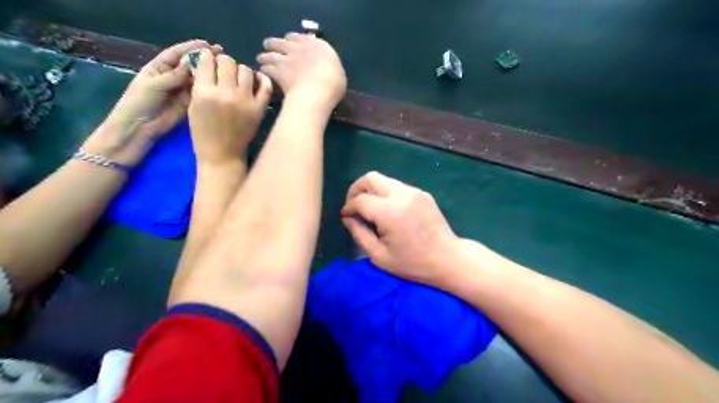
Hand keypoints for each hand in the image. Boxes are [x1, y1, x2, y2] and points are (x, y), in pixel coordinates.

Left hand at [83, 39, 221, 164]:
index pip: (176, 54)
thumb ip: (174, 75)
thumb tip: (192, 62)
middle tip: (220, 54)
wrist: (140, 126)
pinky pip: (200, 93)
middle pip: (189, 65)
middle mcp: (172, 77)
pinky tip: (219, 83)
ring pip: (197, 78)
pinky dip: (209, 87)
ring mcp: (181, 90)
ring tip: (223, 68)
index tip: (206, 45)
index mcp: (159, 68)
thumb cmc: (140, 102)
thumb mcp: (154, 84)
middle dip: (203, 59)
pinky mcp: (189, 103)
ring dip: (208, 73)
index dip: (190, 48)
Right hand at [188, 51, 272, 164]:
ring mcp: (246, 101)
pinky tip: (256, 79)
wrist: (223, 154)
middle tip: (224, 70)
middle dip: (224, 63)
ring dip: (241, 70)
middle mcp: (226, 94)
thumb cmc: (203, 132)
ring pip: (246, 70)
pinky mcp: (259, 109)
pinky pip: (265, 86)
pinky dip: (262, 79)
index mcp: (205, 93)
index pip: (208, 61)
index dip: (208, 58)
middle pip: (228, 62)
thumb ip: (199, 84)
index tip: (210, 62)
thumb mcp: (193, 106)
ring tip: (238, 78)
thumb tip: (207, 63)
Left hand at [258, 32, 345, 111]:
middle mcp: (300, 48)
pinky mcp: (277, 71)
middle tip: (270, 48)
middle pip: (282, 42)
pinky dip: (264, 69)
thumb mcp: (338, 74)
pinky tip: (262, 72)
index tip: (290, 44)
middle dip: (276, 44)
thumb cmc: (333, 85)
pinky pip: (266, 67)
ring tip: (261, 59)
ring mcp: (287, 59)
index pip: (301, 38)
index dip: (294, 40)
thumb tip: (326, 69)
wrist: (317, 92)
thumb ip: (329, 68)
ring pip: (271, 53)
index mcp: (318, 46)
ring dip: (265, 55)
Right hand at [341, 171, 459, 284]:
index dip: (348, 207)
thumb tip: (347, 218)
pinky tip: (387, 210)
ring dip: (371, 190)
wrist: (448, 259)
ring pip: (384, 179)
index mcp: (390, 213)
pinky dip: (385, 193)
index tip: (345, 217)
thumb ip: (359, 234)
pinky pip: (396, 186)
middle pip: (370, 178)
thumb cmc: (413, 264)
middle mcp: (401, 195)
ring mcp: (414, 192)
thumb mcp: (380, 256)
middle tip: (353, 206)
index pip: (360, 200)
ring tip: (369, 209)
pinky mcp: (422, 193)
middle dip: (356, 189)